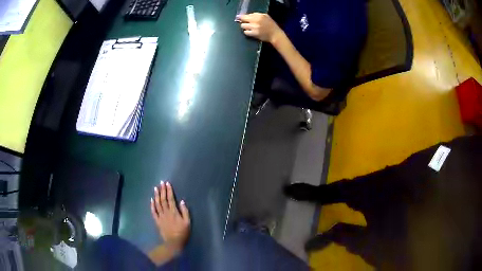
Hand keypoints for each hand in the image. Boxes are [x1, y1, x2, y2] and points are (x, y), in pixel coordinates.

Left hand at [151, 181, 189, 252]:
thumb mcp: (187, 222)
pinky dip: (152, 205)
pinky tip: (151, 200)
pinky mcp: (157, 220)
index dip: (169, 191)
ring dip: (156, 195)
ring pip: (157, 204)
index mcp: (174, 212)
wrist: (173, 242)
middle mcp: (166, 212)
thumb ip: (185, 211)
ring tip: (155, 188)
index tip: (167, 183)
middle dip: (162, 190)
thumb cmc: (182, 232)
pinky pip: (153, 211)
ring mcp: (160, 216)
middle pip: (163, 199)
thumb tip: (182, 201)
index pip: (171, 199)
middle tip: (161, 182)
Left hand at [237, 13, 282, 43]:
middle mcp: (256, 20)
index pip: (247, 15)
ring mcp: (254, 27)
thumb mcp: (266, 16)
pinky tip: (251, 32)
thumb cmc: (271, 25)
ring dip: (245, 27)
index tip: (240, 17)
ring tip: (249, 28)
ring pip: (243, 26)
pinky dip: (247, 32)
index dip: (242, 16)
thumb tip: (248, 15)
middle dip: (243, 21)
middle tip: (246, 23)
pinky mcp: (254, 33)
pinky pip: (246, 32)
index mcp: (259, 16)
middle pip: (243, 19)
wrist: (275, 34)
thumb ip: (257, 15)